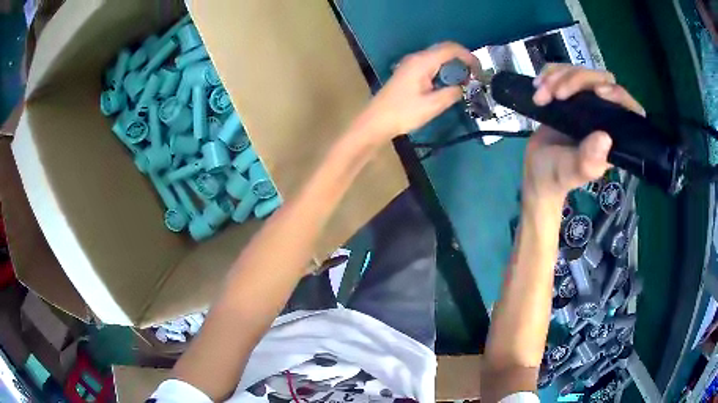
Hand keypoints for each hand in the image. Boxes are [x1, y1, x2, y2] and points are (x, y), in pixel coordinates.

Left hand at [354, 42, 479, 143]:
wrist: (376, 121)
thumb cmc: (403, 113)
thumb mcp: (433, 105)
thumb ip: (452, 93)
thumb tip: (463, 87)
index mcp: (423, 62)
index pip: (450, 49)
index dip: (468, 56)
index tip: (479, 70)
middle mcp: (417, 58)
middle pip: (444, 51)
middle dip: (462, 61)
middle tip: (474, 77)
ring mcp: (411, 65)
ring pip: (438, 58)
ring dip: (453, 67)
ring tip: (464, 82)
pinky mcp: (408, 73)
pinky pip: (431, 66)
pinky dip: (443, 72)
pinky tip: (448, 85)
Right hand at [522, 64, 644, 209]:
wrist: (536, 170)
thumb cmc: (557, 175)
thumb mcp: (572, 173)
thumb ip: (588, 161)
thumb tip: (605, 137)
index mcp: (614, 136)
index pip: (627, 106)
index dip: (617, 94)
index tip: (597, 91)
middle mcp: (605, 114)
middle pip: (601, 80)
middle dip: (576, 80)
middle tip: (556, 94)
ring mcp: (587, 101)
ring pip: (581, 71)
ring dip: (558, 77)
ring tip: (540, 96)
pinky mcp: (570, 93)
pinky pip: (564, 70)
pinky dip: (549, 73)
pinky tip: (538, 85)